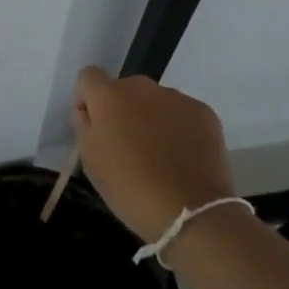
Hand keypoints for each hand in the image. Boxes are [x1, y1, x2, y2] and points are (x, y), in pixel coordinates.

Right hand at [72, 66, 235, 243]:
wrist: (190, 212)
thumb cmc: (129, 189)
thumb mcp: (90, 161)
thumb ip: (85, 126)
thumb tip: (90, 112)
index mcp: (108, 95)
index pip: (88, 76)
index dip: (88, 98)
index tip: (94, 125)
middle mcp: (141, 86)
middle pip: (124, 89)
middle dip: (123, 110)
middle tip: (129, 146)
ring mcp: (176, 97)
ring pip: (155, 101)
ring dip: (152, 118)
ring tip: (161, 156)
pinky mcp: (204, 112)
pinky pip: (182, 113)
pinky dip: (179, 128)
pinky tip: (184, 158)